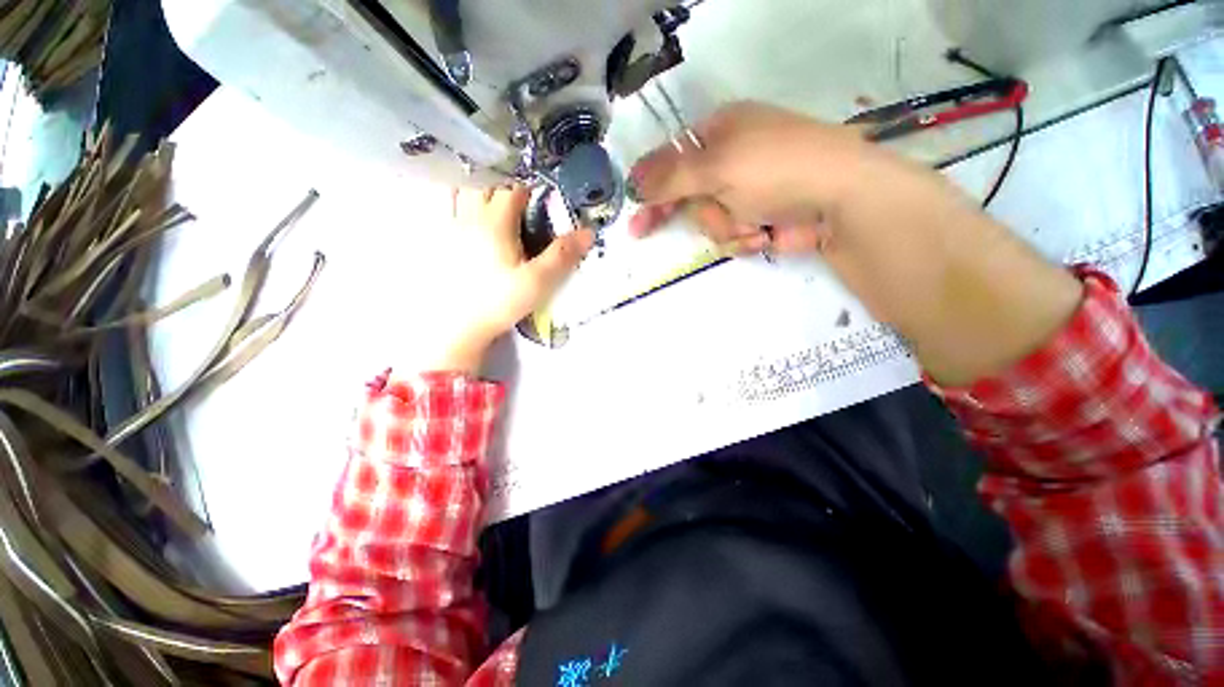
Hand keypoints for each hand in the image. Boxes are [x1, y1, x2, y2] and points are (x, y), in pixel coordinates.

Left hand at [429, 186, 592, 374]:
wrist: (459, 326)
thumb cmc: (499, 302)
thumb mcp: (538, 282)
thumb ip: (562, 255)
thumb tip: (588, 232)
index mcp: (495, 223)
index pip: (512, 191)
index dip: (528, 191)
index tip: (540, 201)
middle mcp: (470, 218)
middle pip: (485, 185)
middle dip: (504, 187)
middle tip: (520, 202)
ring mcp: (451, 229)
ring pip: (461, 192)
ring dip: (478, 189)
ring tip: (493, 202)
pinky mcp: (442, 243)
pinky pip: (445, 209)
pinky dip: (456, 202)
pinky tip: (467, 217)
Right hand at [628, 101, 1082, 385]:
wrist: (841, 201)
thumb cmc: (777, 169)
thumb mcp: (717, 166)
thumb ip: (671, 177)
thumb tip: (632, 182)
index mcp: (719, 133)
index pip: (670, 164)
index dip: (653, 194)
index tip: (638, 224)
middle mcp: (729, 160)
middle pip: (690, 199)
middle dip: (705, 215)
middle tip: (723, 217)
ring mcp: (745, 192)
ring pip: (710, 223)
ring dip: (727, 230)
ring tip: (756, 224)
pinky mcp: (759, 219)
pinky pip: (732, 236)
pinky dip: (744, 240)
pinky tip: (766, 234)